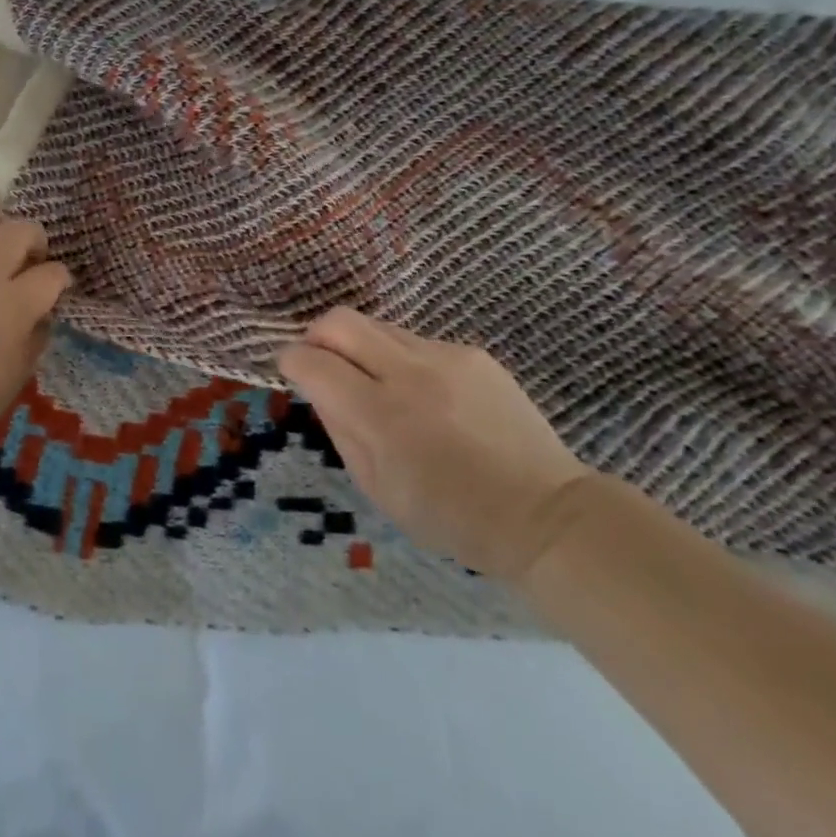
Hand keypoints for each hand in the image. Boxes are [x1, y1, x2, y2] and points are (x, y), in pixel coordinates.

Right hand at [278, 309, 594, 579]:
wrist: (544, 514)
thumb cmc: (449, 515)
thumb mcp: (375, 485)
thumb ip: (339, 428)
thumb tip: (319, 389)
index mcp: (379, 414)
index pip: (312, 361)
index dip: (291, 361)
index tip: (292, 372)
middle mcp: (408, 372)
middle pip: (339, 321)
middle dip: (317, 336)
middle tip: (321, 363)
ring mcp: (445, 357)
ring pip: (377, 325)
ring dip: (360, 347)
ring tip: (375, 385)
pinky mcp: (473, 353)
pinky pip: (416, 342)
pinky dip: (401, 359)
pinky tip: (423, 396)